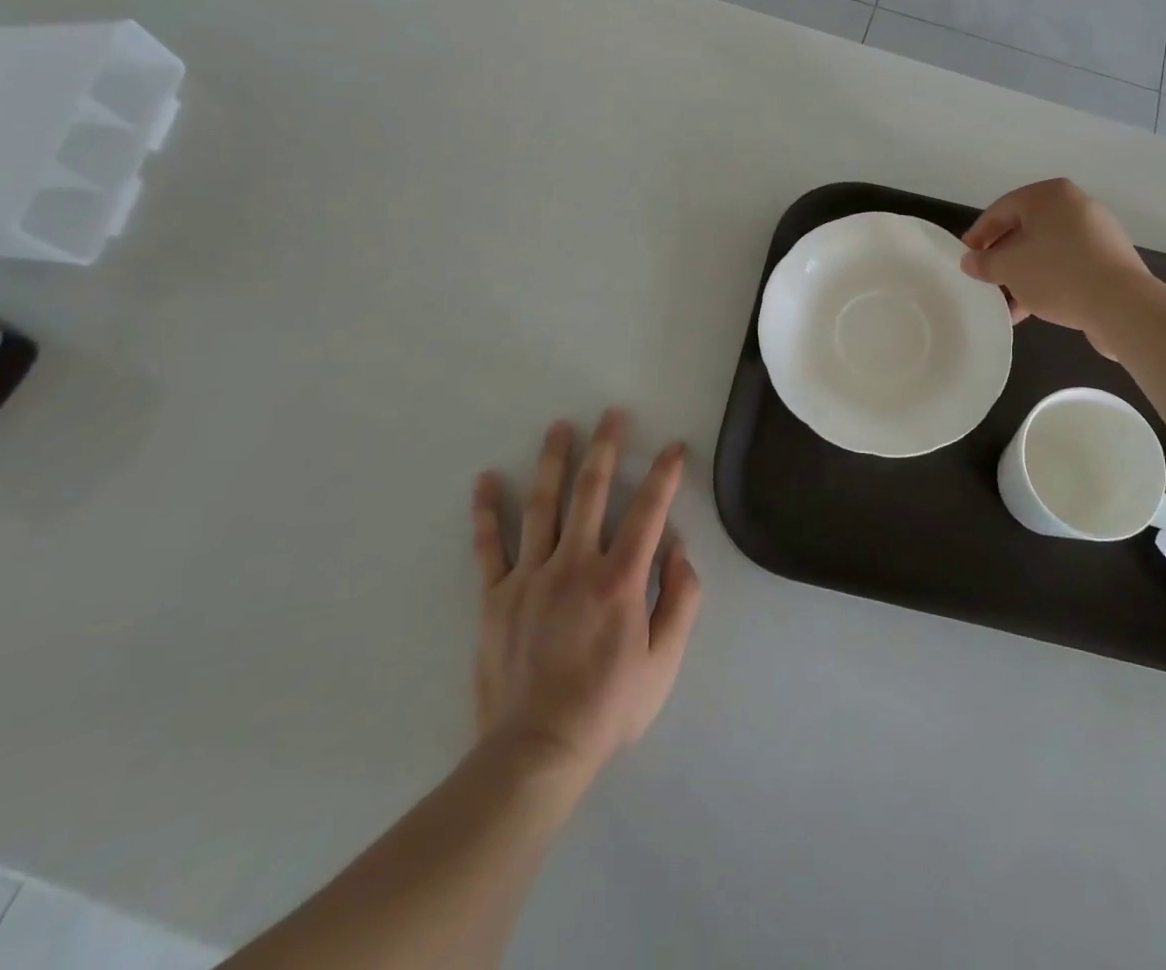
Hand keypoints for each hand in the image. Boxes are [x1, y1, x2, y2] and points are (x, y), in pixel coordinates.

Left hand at [471, 411, 702, 779]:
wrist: (535, 752)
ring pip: (543, 505)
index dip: (664, 474)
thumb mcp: (664, 662)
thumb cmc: (608, 708)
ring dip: (552, 461)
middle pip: (592, 492)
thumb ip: (680, 601)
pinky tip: (485, 480)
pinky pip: (489, 546)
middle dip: (606, 447)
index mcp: (620, 579)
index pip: (648, 511)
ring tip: (559, 427)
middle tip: (612, 414)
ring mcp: (531, 576)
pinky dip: (486, 512)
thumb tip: (679, 550)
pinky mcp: (496, 596)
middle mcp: (575, 564)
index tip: (674, 447)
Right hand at [960, 178, 1149, 347]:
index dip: (978, 234)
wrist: (1122, 305)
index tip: (965, 257)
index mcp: (1049, 195)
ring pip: (1046, 250)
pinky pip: (1067, 265)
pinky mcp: (1109, 260)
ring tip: (1005, 301)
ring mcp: (1096, 233)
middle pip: (1025, 229)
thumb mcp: (1009, 268)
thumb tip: (970, 261)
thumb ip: (984, 262)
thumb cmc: (1056, 273)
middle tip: (985, 278)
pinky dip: (1046, 281)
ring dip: (1022, 274)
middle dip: (1002, 257)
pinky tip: (1030, 309)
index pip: (1001, 209)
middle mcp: (1075, 206)